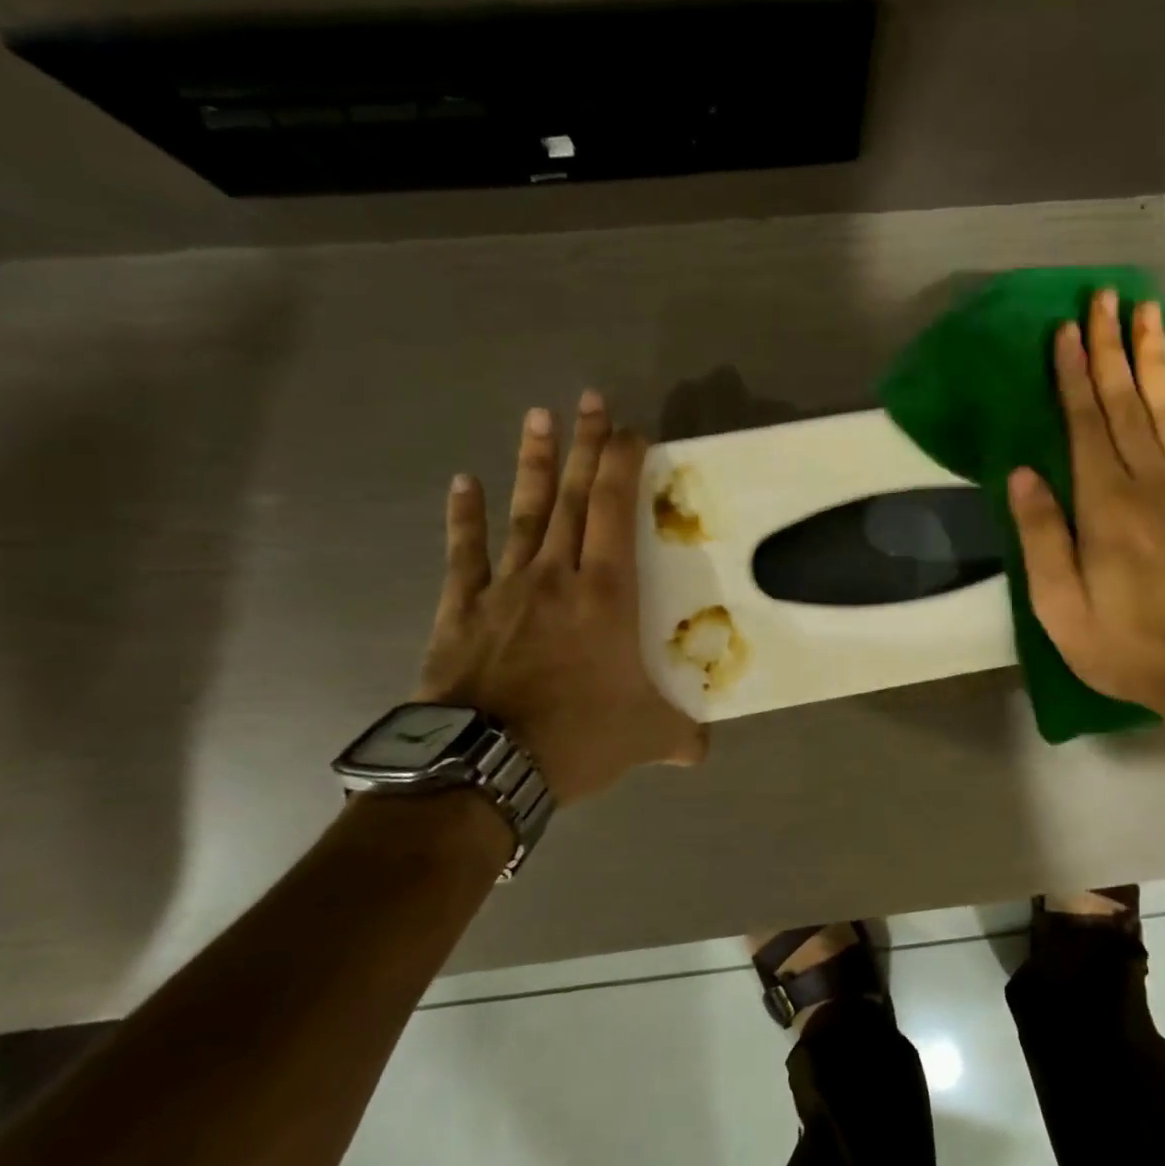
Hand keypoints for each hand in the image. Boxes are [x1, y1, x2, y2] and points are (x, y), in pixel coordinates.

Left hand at [417, 393, 705, 805]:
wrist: (484, 766)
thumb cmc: (577, 737)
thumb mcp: (645, 738)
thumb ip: (679, 736)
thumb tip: (701, 752)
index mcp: (605, 596)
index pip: (614, 513)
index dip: (622, 466)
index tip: (631, 431)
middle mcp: (557, 577)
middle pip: (572, 498)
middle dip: (584, 447)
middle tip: (590, 399)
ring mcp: (505, 589)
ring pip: (524, 514)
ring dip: (532, 464)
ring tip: (537, 416)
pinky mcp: (462, 610)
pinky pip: (465, 554)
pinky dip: (464, 518)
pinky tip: (464, 482)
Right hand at [1007, 291, 1164, 728]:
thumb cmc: (1126, 644)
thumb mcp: (1061, 606)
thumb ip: (1041, 536)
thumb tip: (1022, 472)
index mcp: (1105, 504)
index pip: (1084, 423)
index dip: (1073, 374)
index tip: (1066, 329)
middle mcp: (1150, 482)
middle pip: (1127, 402)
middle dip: (1113, 347)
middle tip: (1107, 297)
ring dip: (1155, 358)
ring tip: (1149, 313)